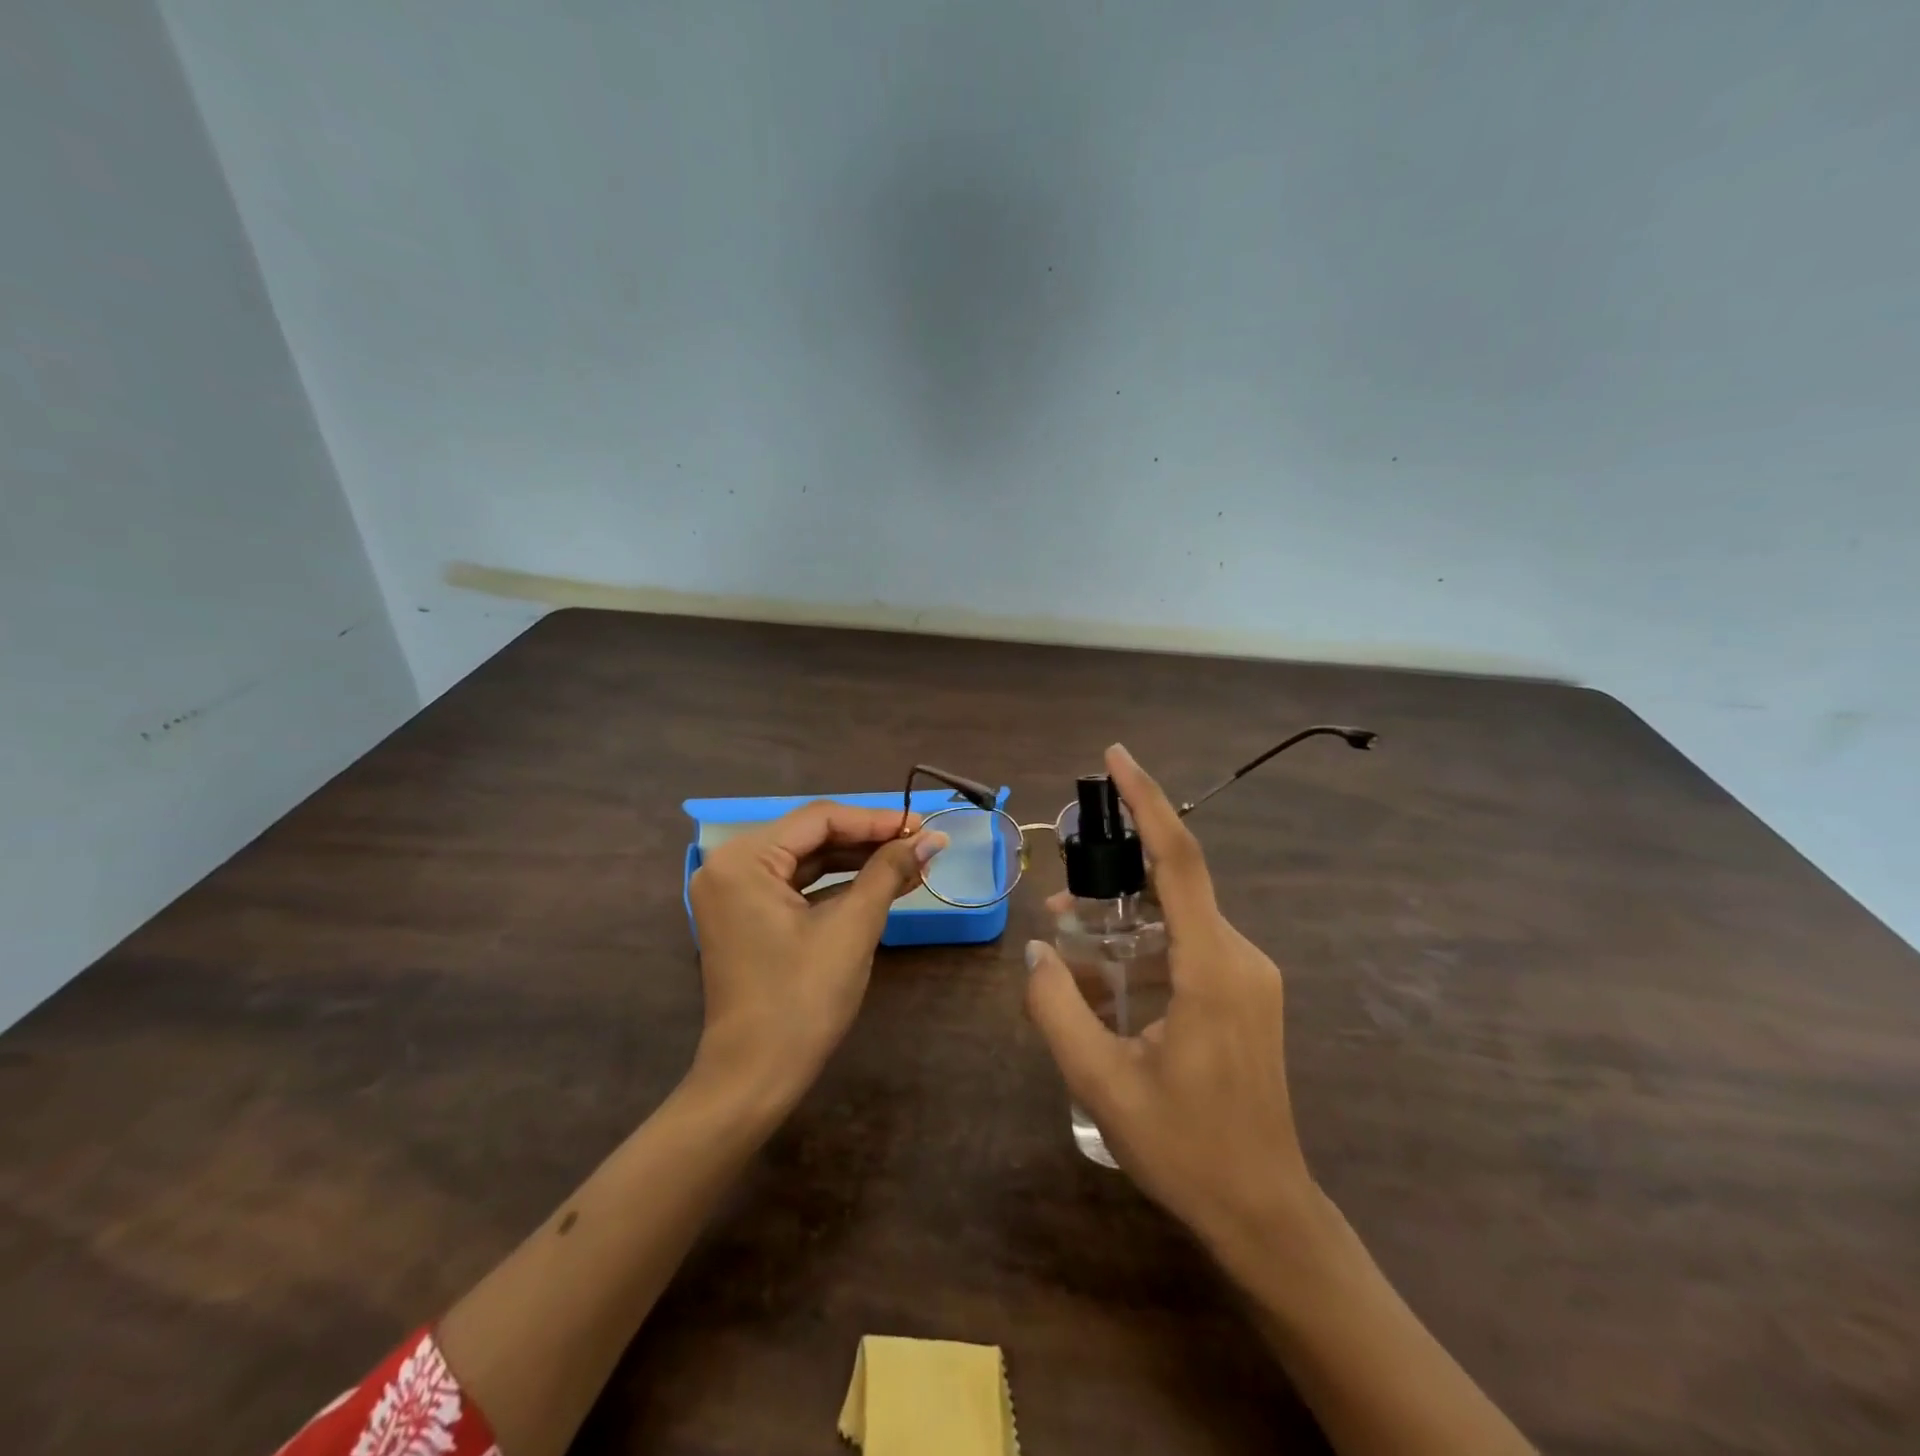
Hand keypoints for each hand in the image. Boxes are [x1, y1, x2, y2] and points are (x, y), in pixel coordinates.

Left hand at [688, 802, 946, 1102]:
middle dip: (870, 840)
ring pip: (807, 860)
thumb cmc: (802, 999)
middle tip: (922, 842)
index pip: (820, 819)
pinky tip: (881, 883)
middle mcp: (730, 865)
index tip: (923, 825)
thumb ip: (889, 872)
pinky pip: (797, 886)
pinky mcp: (746, 916)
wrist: (755, 1077)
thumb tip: (933, 838)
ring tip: (911, 862)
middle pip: (812, 835)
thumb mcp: (852, 928)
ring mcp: (735, 892)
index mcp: (743, 859)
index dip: (876, 819)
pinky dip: (837, 885)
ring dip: (858, 861)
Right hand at [1025, 745, 1315, 1260]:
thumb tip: (1038, 950)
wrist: (1263, 1211)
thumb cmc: (1184, 1148)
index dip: (1147, 801)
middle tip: (1060, 899)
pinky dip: (1144, 949)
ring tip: (1071, 944)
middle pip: (1172, 886)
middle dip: (1114, 879)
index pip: (1179, 860)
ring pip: (1177, 920)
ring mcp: (1249, 976)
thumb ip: (1058, 1009)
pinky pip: (1188, 948)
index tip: (1116, 758)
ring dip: (1124, 922)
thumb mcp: (1101, 1083)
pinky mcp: (1246, 994)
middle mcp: (1240, 956)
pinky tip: (1107, 982)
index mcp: (1212, 967)